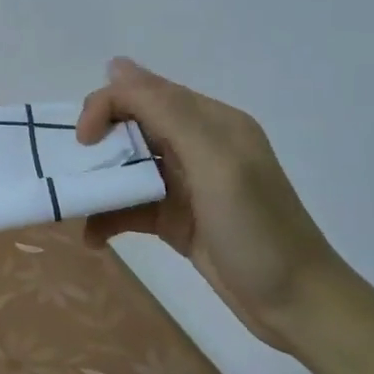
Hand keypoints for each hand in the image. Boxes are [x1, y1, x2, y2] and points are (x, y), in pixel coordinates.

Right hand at [77, 58, 341, 349]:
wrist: (298, 308)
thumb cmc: (257, 230)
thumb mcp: (215, 164)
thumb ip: (168, 112)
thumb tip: (116, 65)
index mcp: (210, 122)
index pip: (143, 92)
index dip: (106, 106)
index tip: (83, 142)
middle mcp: (196, 145)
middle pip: (131, 127)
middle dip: (98, 145)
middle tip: (76, 173)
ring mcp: (186, 184)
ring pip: (127, 167)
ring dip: (100, 184)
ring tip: (76, 207)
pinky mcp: (176, 218)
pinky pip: (131, 205)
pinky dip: (110, 217)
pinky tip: (94, 237)